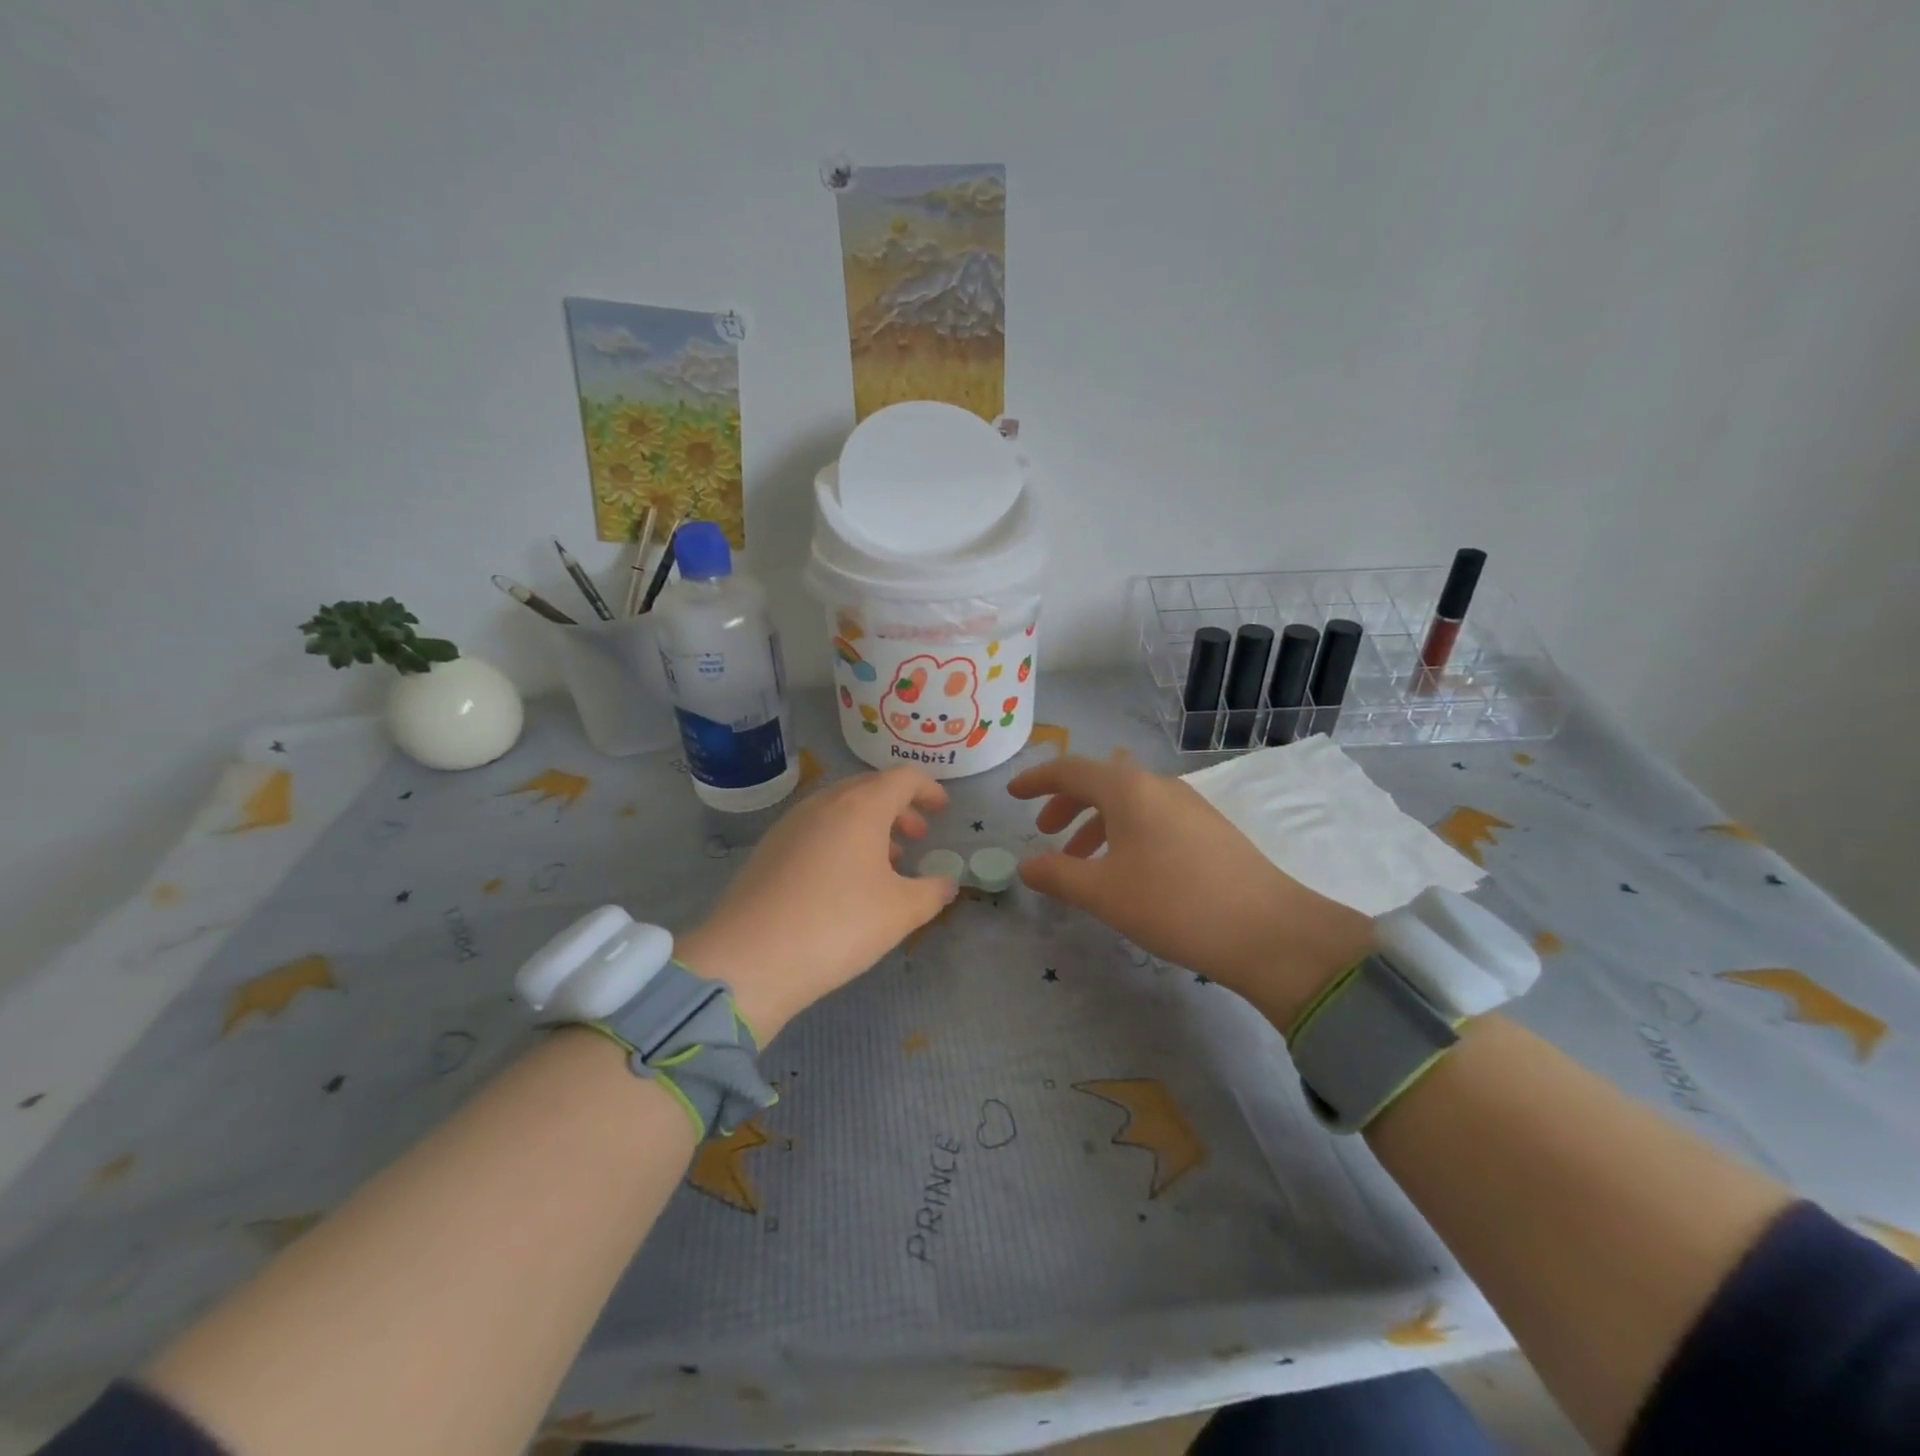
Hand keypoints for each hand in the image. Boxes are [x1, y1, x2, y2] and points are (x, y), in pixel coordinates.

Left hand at [675, 768, 955, 1040]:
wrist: (748, 959)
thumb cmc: (838, 925)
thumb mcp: (900, 913)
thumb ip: (932, 892)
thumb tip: (946, 883)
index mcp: (860, 806)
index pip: (902, 778)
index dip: (928, 789)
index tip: (943, 809)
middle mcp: (823, 804)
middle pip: (869, 789)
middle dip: (899, 808)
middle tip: (917, 836)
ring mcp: (790, 825)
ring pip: (840, 810)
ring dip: (869, 826)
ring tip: (886, 862)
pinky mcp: (768, 850)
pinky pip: (816, 830)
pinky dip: (841, 841)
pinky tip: (844, 880)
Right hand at [1006, 754, 1371, 1029]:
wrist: (1267, 931)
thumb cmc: (1173, 904)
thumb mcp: (1103, 893)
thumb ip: (1057, 875)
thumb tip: (1025, 866)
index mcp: (1128, 789)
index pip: (1070, 770)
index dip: (1036, 781)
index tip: (1012, 795)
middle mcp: (1158, 785)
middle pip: (1101, 781)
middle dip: (1067, 802)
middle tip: (1046, 832)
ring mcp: (1189, 805)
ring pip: (1129, 802)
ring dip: (1097, 822)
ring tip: (1082, 861)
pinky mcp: (1209, 829)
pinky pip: (1153, 818)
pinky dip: (1126, 833)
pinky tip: (1127, 871)